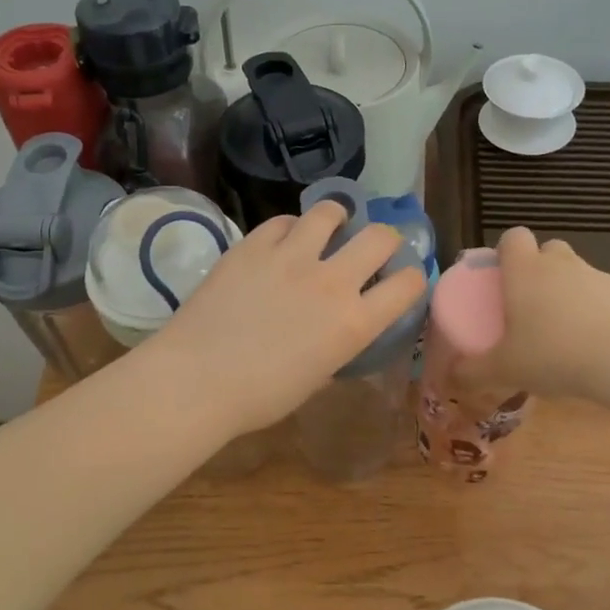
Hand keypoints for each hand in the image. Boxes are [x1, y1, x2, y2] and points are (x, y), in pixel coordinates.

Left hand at [148, 201, 427, 435]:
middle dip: (384, 240)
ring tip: (328, 229)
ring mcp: (291, 257)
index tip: (402, 281)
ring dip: (336, 219)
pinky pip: (282, 221)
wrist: (197, 380)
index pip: (407, 285)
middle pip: (379, 238)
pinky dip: (289, 229)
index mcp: (354, 323)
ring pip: (330, 212)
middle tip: (371, 249)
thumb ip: (335, 350)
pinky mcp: (253, 245)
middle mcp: (332, 281)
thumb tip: (333, 339)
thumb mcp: (314, 380)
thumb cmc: (259, 397)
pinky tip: (282, 241)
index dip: (412, 279)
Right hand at [458, 226, 609, 399]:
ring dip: (566, 290)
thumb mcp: (504, 369)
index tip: (501, 277)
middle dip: (538, 269)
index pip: (513, 236)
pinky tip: (591, 342)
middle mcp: (560, 263)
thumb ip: (472, 371)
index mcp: (525, 270)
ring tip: (561, 330)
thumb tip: (450, 377)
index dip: (506, 251)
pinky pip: (601, 294)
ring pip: (575, 271)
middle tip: (529, 304)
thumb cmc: (553, 355)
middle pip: (547, 250)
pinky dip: (593, 309)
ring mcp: (596, 275)